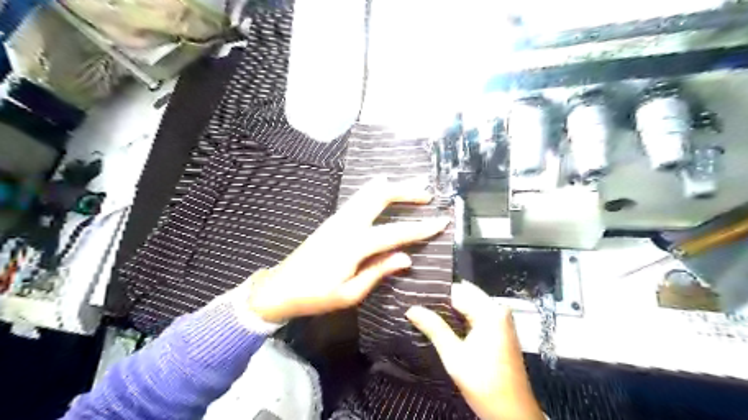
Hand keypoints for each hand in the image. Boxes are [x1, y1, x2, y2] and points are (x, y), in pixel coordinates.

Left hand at [248, 176, 448, 321]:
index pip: (396, 233)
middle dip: (406, 190)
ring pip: (368, 192)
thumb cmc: (315, 296)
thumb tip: (406, 258)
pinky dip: (376, 191)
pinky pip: (358, 198)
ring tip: (411, 185)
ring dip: (391, 186)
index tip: (442, 220)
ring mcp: (338, 218)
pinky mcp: (332, 220)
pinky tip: (383, 190)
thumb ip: (379, 271)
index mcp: (354, 245)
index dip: (421, 227)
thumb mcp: (350, 293)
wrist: (280, 287)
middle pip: (379, 196)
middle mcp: (347, 224)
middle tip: (427, 193)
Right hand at [407, 282, 546, 419]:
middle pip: (464, 294)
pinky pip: (476, 314)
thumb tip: (412, 309)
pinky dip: (460, 317)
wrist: (513, 414)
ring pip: (469, 304)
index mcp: (490, 312)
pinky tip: (442, 323)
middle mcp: (498, 310)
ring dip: (449, 308)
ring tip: (424, 311)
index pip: (456, 291)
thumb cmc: (484, 384)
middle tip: (416, 304)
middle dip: (441, 299)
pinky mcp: (500, 330)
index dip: (434, 294)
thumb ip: (434, 328)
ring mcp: (501, 320)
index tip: (413, 296)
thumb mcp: (454, 356)